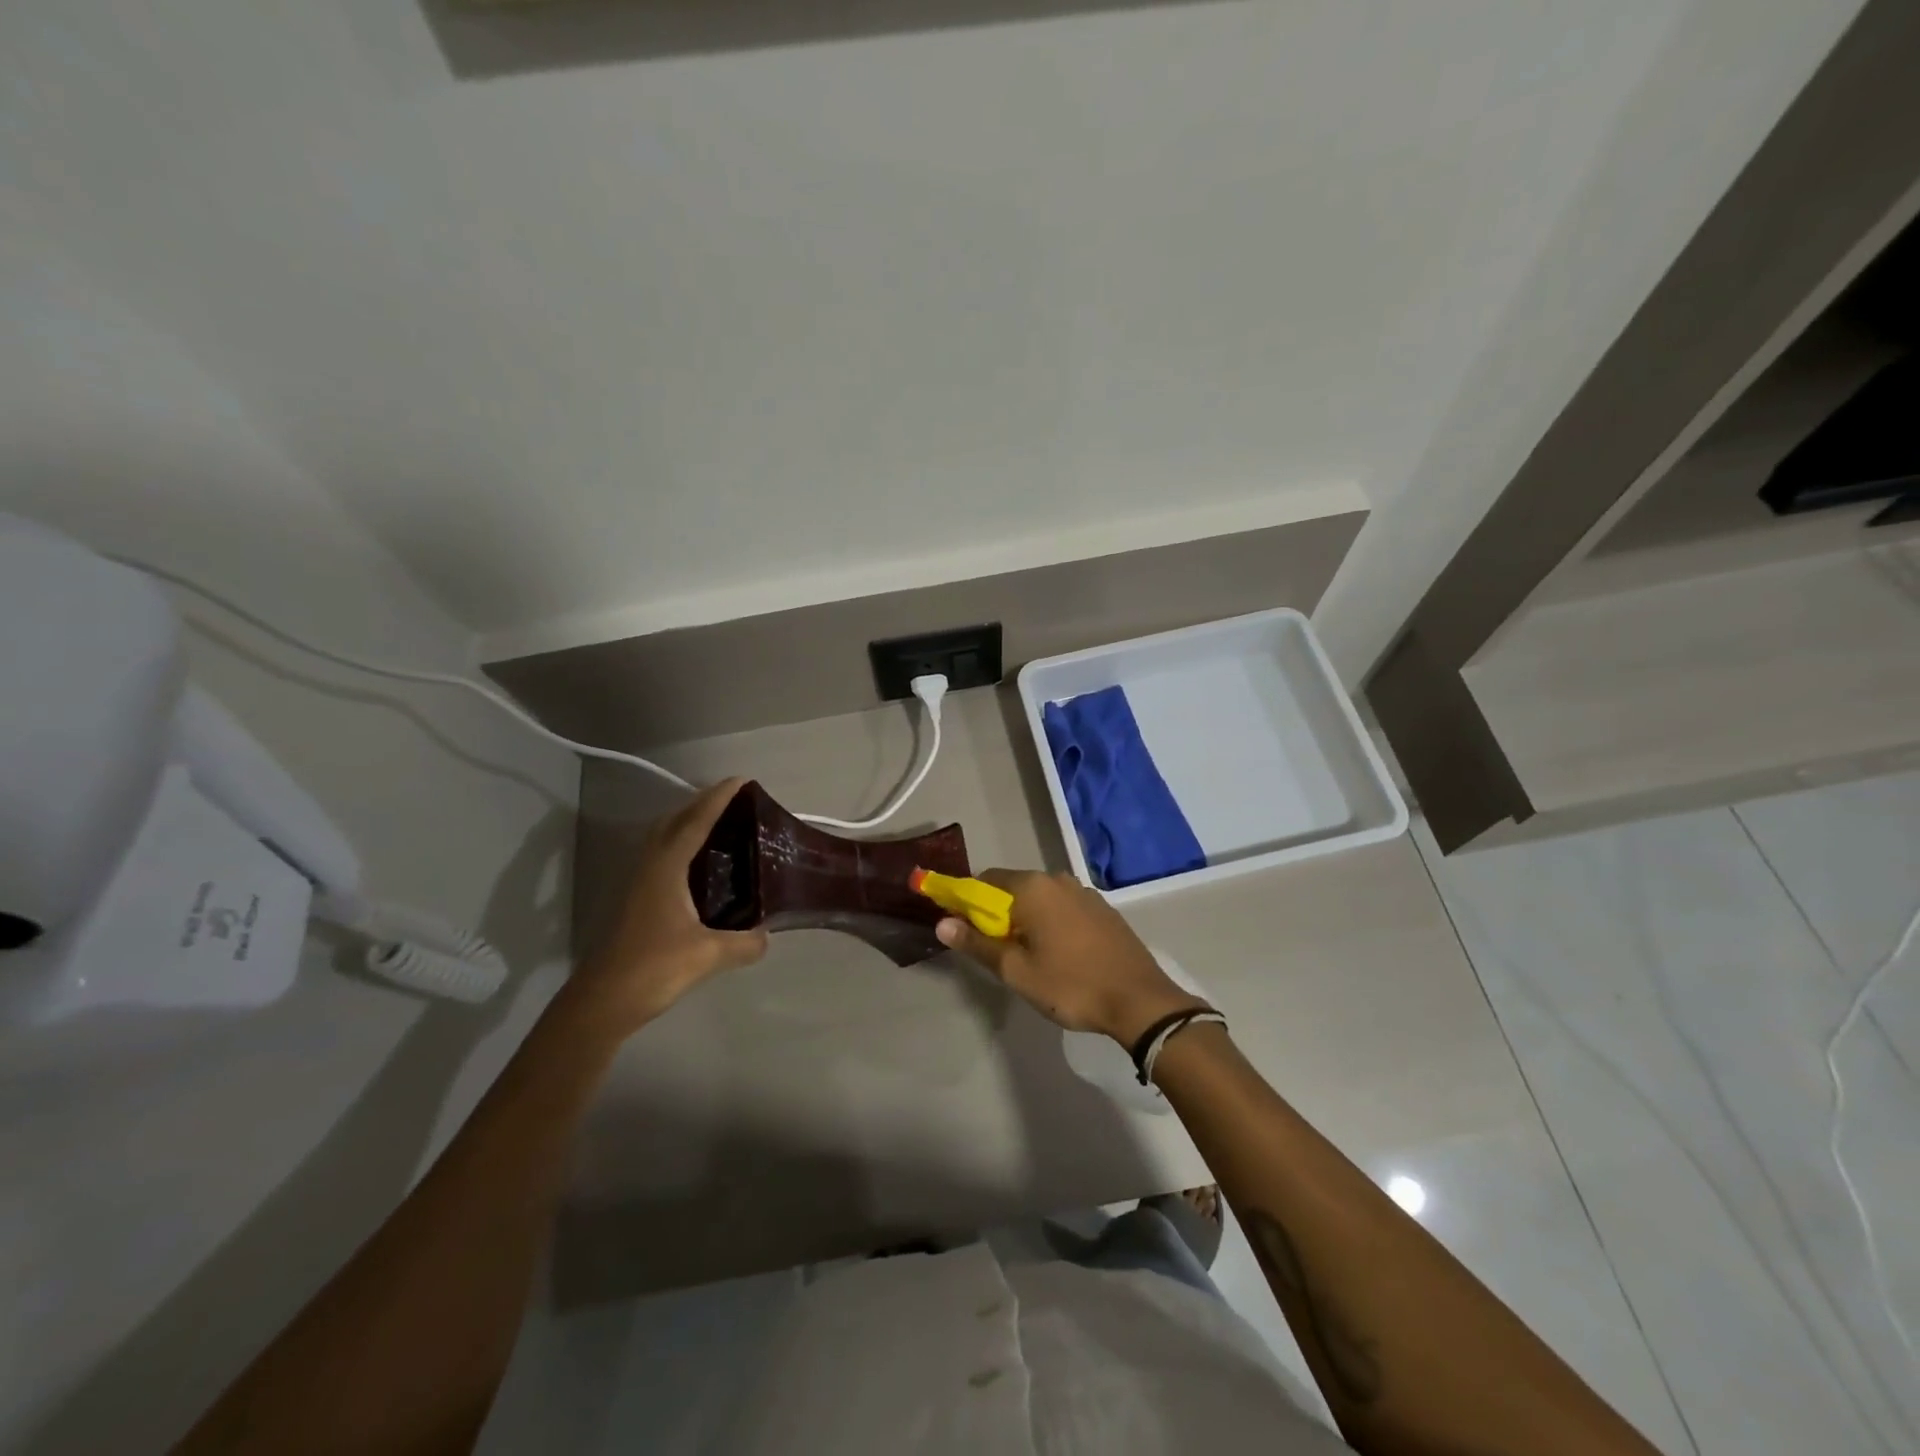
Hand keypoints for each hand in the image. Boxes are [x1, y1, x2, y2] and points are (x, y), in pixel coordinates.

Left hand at [567, 777, 769, 1034]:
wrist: (602, 1002)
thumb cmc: (653, 968)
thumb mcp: (708, 956)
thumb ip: (744, 943)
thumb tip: (768, 935)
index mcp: (666, 868)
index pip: (695, 822)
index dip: (718, 799)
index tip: (741, 781)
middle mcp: (650, 867)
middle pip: (674, 821)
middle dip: (701, 804)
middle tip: (734, 801)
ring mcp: (638, 883)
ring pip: (664, 838)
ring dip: (688, 823)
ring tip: (720, 826)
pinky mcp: (636, 901)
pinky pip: (662, 857)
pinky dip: (682, 847)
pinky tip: (700, 867)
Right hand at [935, 869, 1207, 1044]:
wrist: (1140, 1001)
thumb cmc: (1071, 985)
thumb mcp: (1016, 971)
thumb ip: (977, 944)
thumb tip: (942, 923)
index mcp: (1033, 887)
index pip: (985, 880)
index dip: (968, 902)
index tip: (964, 930)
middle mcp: (1057, 879)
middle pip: (1013, 887)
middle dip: (998, 914)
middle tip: (998, 952)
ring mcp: (1084, 892)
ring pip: (1040, 899)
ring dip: (1026, 919)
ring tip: (1030, 958)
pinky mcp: (1103, 909)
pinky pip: (1063, 907)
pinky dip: (1051, 922)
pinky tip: (1060, 954)